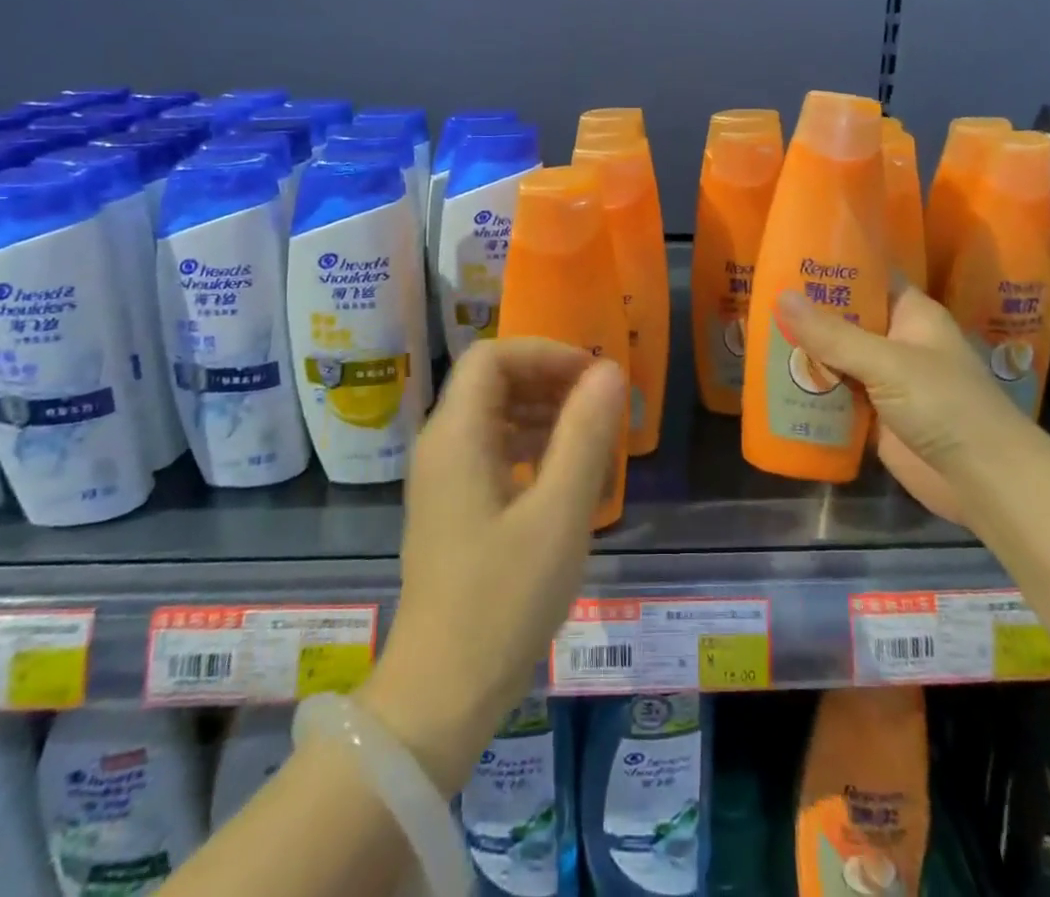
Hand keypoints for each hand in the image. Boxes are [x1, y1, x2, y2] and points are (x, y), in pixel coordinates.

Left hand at [358, 339, 626, 792]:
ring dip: (543, 415)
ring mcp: (443, 480)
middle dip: (548, 382)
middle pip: (492, 382)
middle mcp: (441, 446)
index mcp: (456, 435)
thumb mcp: (558, 513)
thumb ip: (585, 434)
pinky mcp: (452, 509)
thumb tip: (609, 371)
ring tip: (592, 441)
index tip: (592, 377)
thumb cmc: (502, 599)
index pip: (492, 356)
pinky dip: (531, 449)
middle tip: (599, 406)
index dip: (544, 353)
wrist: (440, 696)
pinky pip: (492, 453)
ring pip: (494, 417)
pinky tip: (564, 480)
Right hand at [775, 283, 1028, 522]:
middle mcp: (898, 342)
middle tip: (759, 297)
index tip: (789, 257)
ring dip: (805, 354)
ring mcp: (886, 381)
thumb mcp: (886, 362)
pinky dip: (812, 391)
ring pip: (837, 358)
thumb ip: (833, 334)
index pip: (870, 277)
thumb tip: (781, 297)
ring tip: (756, 336)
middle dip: (808, 314)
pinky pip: (837, 396)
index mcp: (911, 314)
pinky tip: (774, 382)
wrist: (983, 480)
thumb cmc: (944, 404)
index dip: (834, 268)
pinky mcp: (875, 417)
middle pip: (847, 320)